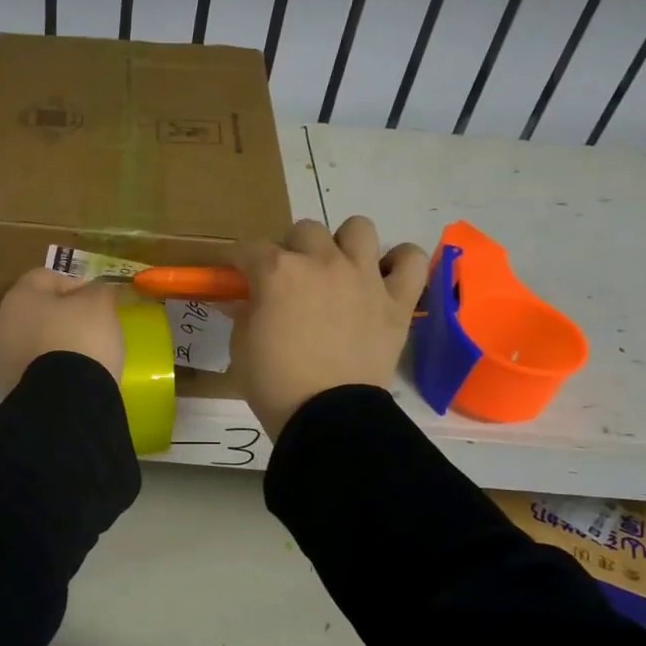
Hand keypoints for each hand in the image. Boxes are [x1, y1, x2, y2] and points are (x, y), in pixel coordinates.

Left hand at [0, 269, 125, 387]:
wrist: (63, 402)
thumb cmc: (80, 339)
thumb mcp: (99, 305)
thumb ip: (98, 291)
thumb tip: (95, 292)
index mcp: (19, 296)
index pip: (46, 277)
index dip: (75, 284)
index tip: (98, 301)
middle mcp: (2, 325)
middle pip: (37, 311)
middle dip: (63, 316)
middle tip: (93, 327)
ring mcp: (2, 360)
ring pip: (34, 342)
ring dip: (56, 344)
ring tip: (86, 356)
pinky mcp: (11, 389)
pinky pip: (35, 369)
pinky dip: (52, 370)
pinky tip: (73, 378)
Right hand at [229, 216, 425, 438]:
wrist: (328, 416)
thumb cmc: (275, 384)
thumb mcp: (242, 348)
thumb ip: (243, 314)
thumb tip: (240, 301)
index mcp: (278, 273)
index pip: (250, 248)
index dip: (239, 261)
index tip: (237, 275)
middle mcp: (322, 262)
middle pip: (304, 230)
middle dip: (291, 250)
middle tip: (289, 281)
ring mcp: (364, 277)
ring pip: (357, 228)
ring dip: (343, 245)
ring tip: (338, 271)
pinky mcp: (396, 300)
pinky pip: (408, 259)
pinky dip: (397, 263)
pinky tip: (383, 278)